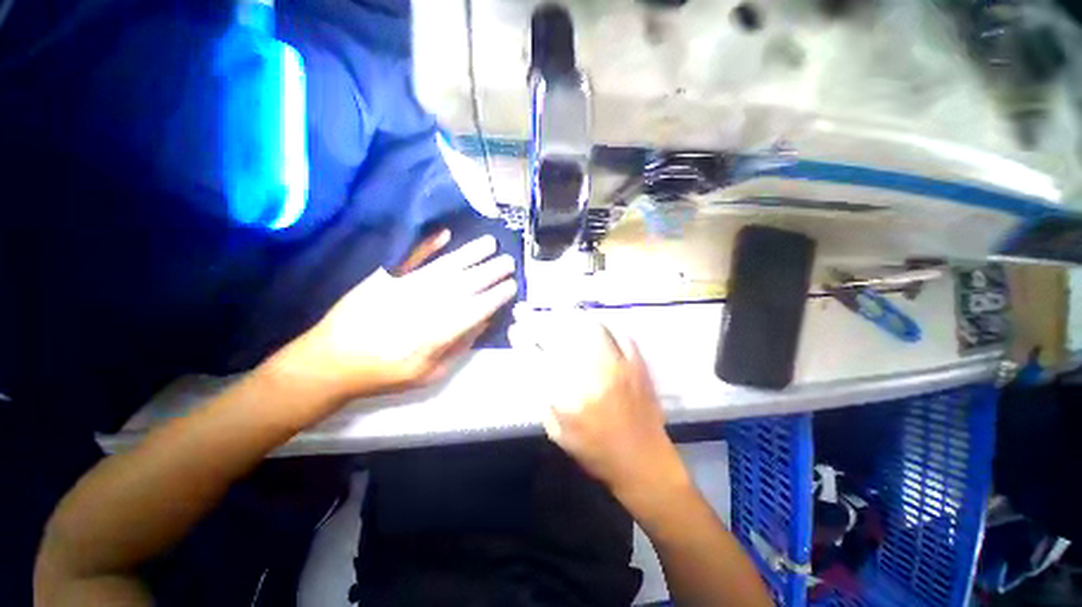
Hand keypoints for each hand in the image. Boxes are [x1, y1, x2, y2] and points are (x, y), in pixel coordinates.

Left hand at [270, 230, 516, 407]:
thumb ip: (458, 348)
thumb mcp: (428, 374)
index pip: (474, 310)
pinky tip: (445, 234)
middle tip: (509, 262)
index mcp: (435, 334)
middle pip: (464, 285)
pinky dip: (428, 245)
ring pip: (444, 268)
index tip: (511, 286)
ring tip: (489, 243)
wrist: (331, 362)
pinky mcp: (384, 277)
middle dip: (490, 272)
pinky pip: (410, 257)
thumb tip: (482, 323)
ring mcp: (403, 288)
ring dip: (470, 254)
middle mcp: (423, 306)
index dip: (495, 297)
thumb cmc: (385, 374)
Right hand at [511, 311, 688, 503]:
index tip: (515, 330)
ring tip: (555, 312)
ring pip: (588, 327)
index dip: (523, 340)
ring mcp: (617, 366)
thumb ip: (543, 397)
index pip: (538, 358)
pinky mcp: (637, 364)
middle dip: (537, 321)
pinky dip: (601, 324)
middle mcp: (591, 376)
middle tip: (526, 312)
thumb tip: (535, 365)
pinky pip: (618, 333)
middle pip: (559, 336)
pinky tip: (590, 322)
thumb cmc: (595, 452)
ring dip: (567, 316)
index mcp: (567, 398)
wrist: (643, 461)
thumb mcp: (558, 432)